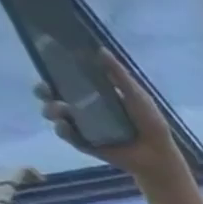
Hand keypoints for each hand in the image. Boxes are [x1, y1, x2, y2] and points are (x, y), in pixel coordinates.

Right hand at [35, 48, 180, 178]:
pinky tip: (66, 125)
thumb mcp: (137, 96)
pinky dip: (64, 129)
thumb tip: (101, 49)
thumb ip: (119, 75)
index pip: (67, 81)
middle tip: (46, 89)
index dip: (54, 72)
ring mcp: (82, 127)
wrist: (159, 154)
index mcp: (95, 96)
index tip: (46, 63)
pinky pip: (66, 135)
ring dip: (52, 109)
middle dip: (43, 91)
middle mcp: (84, 109)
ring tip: (62, 110)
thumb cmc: (151, 123)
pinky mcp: (83, 143)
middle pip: (52, 96)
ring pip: (54, 114)